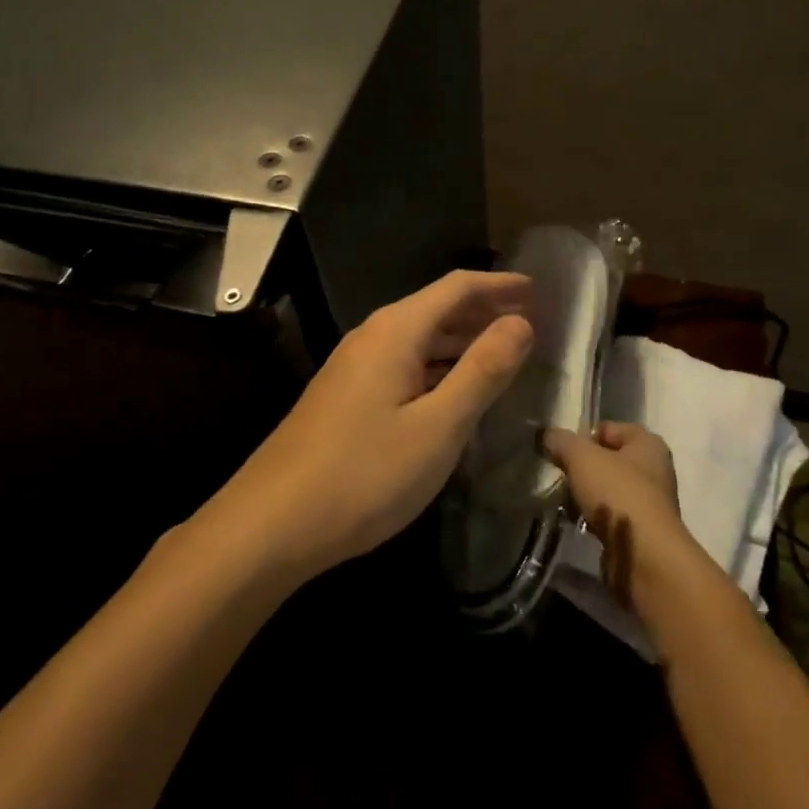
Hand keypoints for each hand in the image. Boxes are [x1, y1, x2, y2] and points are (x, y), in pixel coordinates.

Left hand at [208, 270, 533, 581]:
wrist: (271, 524)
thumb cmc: (364, 474)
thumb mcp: (438, 426)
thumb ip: (482, 370)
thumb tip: (520, 322)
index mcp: (397, 330)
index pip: (457, 287)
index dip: (499, 284)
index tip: (538, 290)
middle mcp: (374, 335)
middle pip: (438, 308)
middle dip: (485, 310)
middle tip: (530, 320)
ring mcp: (356, 366)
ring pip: (421, 338)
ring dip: (463, 339)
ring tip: (504, 350)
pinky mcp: (347, 395)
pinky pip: (405, 363)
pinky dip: (440, 365)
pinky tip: (456, 389)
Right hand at [543, 421, 707, 614]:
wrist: (646, 559)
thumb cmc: (618, 494)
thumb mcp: (582, 458)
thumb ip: (562, 442)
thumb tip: (546, 435)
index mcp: (648, 444)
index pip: (609, 429)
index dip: (583, 437)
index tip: (562, 453)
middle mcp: (655, 470)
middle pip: (609, 461)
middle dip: (584, 469)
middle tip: (561, 478)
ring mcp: (651, 505)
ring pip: (609, 491)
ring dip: (588, 497)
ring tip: (565, 504)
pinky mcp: (642, 535)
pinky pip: (612, 518)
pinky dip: (595, 521)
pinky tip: (579, 525)